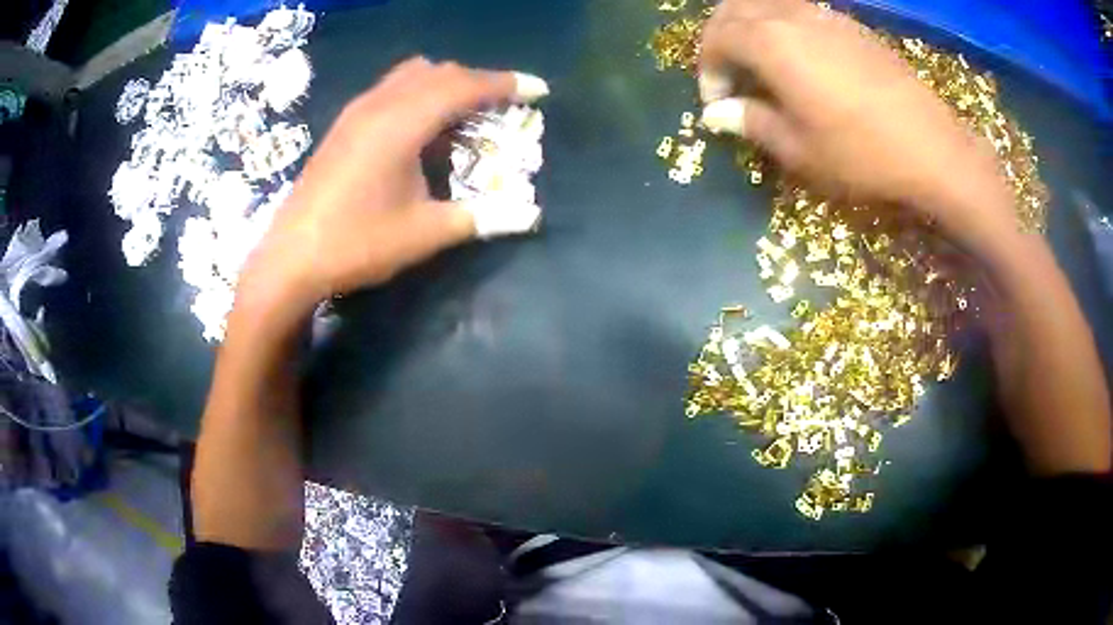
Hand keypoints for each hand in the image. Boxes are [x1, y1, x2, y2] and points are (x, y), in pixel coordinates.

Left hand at [239, 57, 547, 309]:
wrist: (290, 260)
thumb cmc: (357, 244)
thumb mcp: (425, 233)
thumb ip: (481, 217)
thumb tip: (531, 214)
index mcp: (401, 123)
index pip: (464, 86)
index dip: (505, 84)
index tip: (538, 88)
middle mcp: (379, 104)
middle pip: (439, 72)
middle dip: (478, 82)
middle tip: (502, 108)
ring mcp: (356, 112)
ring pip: (411, 75)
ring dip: (445, 85)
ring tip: (464, 114)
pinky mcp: (342, 125)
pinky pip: (390, 89)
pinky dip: (418, 94)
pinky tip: (420, 129)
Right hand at [697, 0, 1013, 243]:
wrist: (932, 148)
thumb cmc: (861, 153)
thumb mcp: (799, 149)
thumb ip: (751, 122)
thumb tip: (716, 114)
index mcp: (772, 42)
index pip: (717, 37)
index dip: (708, 68)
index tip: (716, 102)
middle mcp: (793, 16)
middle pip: (736, 8)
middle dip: (721, 37)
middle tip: (729, 73)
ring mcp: (826, 15)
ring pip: (768, 3)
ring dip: (751, 26)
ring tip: (760, 62)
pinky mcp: (852, 25)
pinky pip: (801, 11)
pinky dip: (783, 26)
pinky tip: (800, 58)